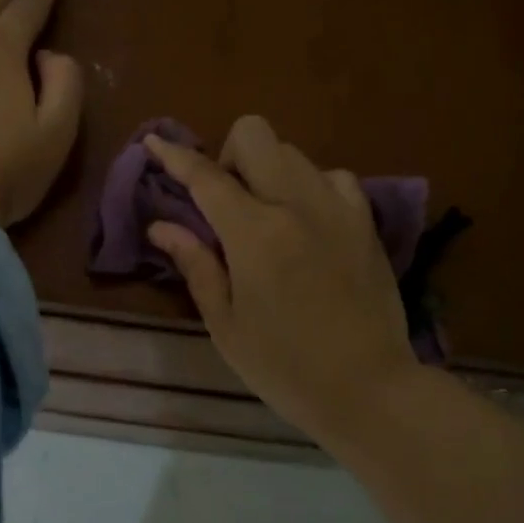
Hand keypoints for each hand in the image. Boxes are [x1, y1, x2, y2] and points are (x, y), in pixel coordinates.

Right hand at [144, 116, 418, 441]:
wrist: (368, 388)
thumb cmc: (285, 366)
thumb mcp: (226, 324)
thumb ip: (196, 264)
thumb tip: (161, 226)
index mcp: (255, 233)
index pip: (206, 176)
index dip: (175, 156)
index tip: (155, 142)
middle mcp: (297, 204)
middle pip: (255, 134)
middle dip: (229, 155)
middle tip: (225, 203)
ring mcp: (338, 208)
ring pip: (294, 152)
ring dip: (268, 171)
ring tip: (266, 216)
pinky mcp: (366, 221)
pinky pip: (333, 177)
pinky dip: (310, 187)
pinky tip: (307, 222)